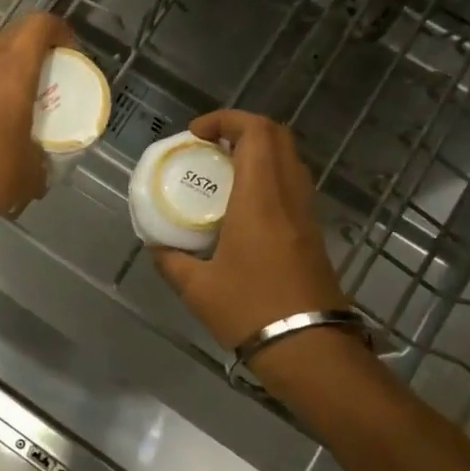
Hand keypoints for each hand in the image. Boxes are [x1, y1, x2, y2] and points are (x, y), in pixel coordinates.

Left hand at [0, 12, 74, 227]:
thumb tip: (40, 173)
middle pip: (13, 40)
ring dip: (5, 79)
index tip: (71, 54)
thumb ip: (40, 165)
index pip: (39, 25)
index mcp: (13, 69)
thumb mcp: (29, 175)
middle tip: (49, 83)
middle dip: (34, 54)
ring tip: (19, 111)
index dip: (59, 31)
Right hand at [151, 110, 348, 351]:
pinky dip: (268, 177)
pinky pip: (293, 185)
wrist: (311, 351)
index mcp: (260, 199)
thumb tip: (156, 247)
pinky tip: (242, 206)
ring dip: (258, 151)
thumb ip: (171, 260)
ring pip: (289, 160)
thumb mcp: (197, 289)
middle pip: (278, 137)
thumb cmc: (251, 312)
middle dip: (242, 128)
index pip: (256, 133)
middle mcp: (288, 197)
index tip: (196, 134)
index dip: (226, 119)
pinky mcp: (313, 235)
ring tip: (223, 170)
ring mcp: (306, 215)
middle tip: (210, 145)